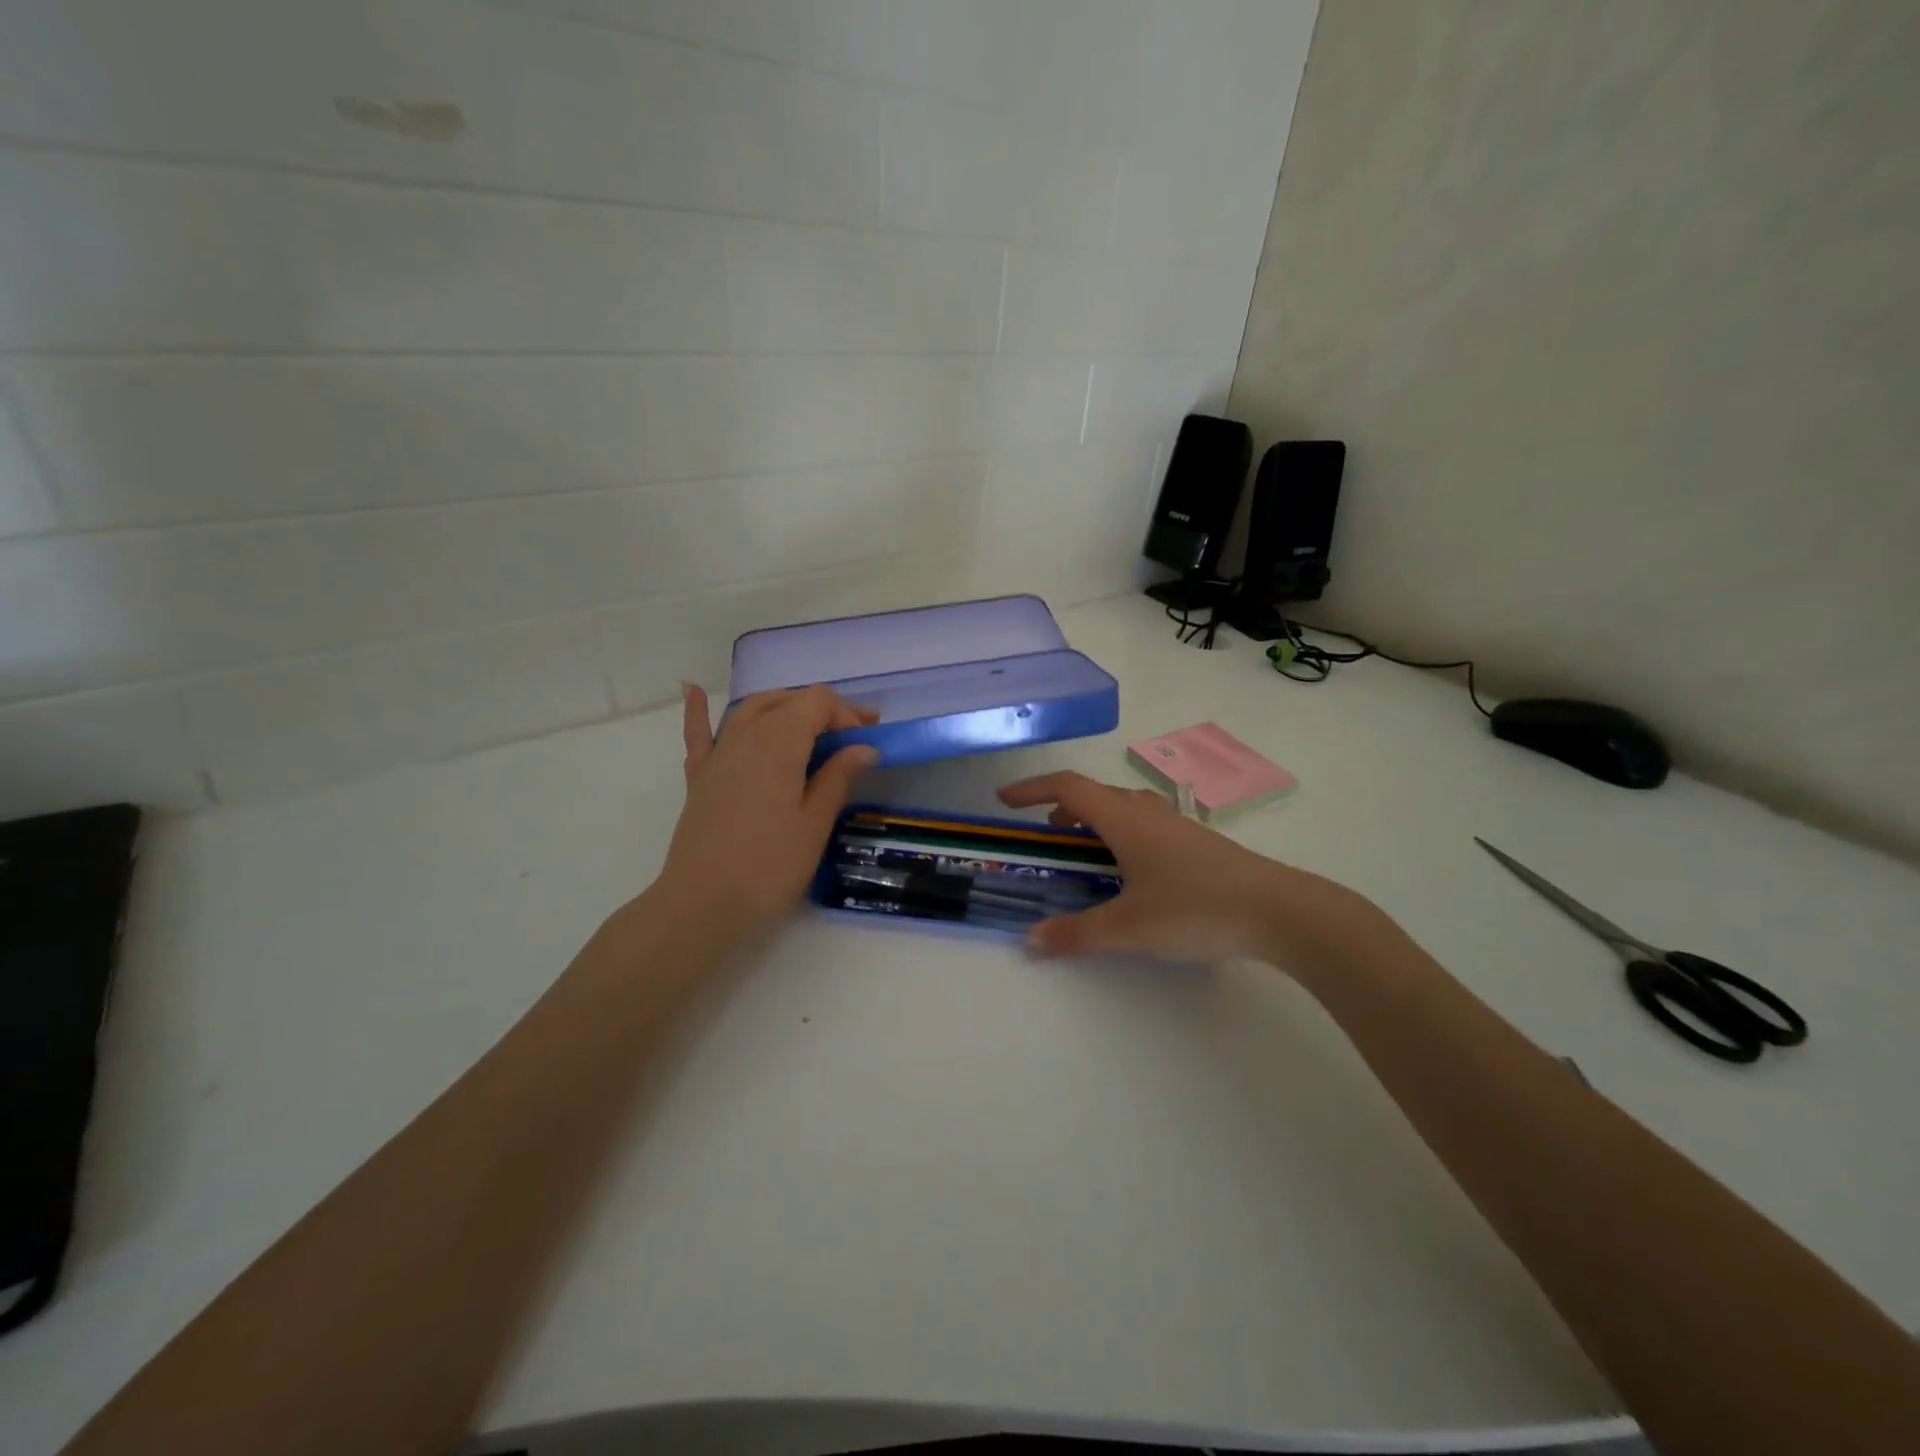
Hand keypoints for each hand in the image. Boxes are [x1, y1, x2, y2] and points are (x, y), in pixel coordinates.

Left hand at [655, 683, 878, 942]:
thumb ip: (837, 778)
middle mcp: (746, 736)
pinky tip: (692, 690)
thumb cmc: (769, 867)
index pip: (817, 702)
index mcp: (780, 744)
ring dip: (783, 706)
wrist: (702, 904)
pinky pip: (698, 733)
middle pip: (786, 701)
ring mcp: (718, 754)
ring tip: (808, 723)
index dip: (845, 714)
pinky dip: (698, 710)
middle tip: (852, 736)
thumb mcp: (814, 824)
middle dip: (822, 710)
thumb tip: (864, 747)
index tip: (866, 742)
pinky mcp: (699, 776)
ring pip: (750, 709)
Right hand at [997, 771, 1380, 966]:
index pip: (1067, 787)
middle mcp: (1148, 812)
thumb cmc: (1195, 908)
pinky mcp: (1198, 844)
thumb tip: (1031, 941)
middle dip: (1062, 810)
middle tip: (1046, 837)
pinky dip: (1122, 837)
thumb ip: (1077, 934)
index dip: (1032, 788)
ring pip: (1124, 810)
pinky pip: (1146, 827)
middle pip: (1095, 795)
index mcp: (1124, 819)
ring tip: (1085, 854)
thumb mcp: (1129, 927)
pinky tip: (1132, 874)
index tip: (1005, 800)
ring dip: (1095, 822)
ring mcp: (1177, 826)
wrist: (1279, 910)